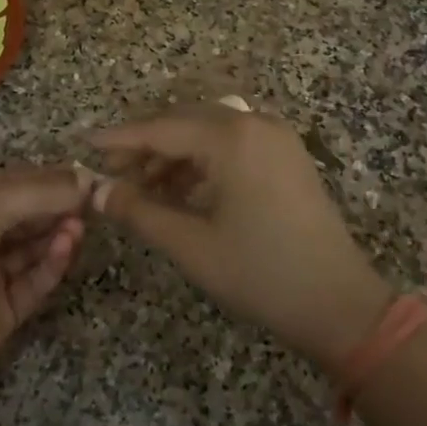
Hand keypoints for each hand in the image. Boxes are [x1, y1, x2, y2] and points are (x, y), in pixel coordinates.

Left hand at [0, 167, 89, 393]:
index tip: (82, 174)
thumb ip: (37, 193)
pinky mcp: (7, 309)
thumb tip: (86, 178)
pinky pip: (36, 281)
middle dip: (57, 205)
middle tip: (92, 198)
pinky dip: (54, 262)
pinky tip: (68, 244)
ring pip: (35, 247)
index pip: (13, 184)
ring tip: (81, 222)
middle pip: (28, 215)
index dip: (46, 178)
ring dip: (58, 231)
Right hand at [93, 105, 392, 371]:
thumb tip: (98, 192)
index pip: (161, 128)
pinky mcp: (286, 155)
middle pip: (184, 121)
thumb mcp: (191, 245)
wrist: (340, 304)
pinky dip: (202, 161)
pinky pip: (232, 144)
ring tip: (142, 187)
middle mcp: (255, 123)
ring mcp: (276, 137)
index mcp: (232, 138)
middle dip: (145, 145)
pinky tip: (181, 189)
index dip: (120, 139)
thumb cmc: (261, 274)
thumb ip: (140, 212)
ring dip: (173, 154)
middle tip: (112, 174)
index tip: (86, 145)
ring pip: (208, 131)